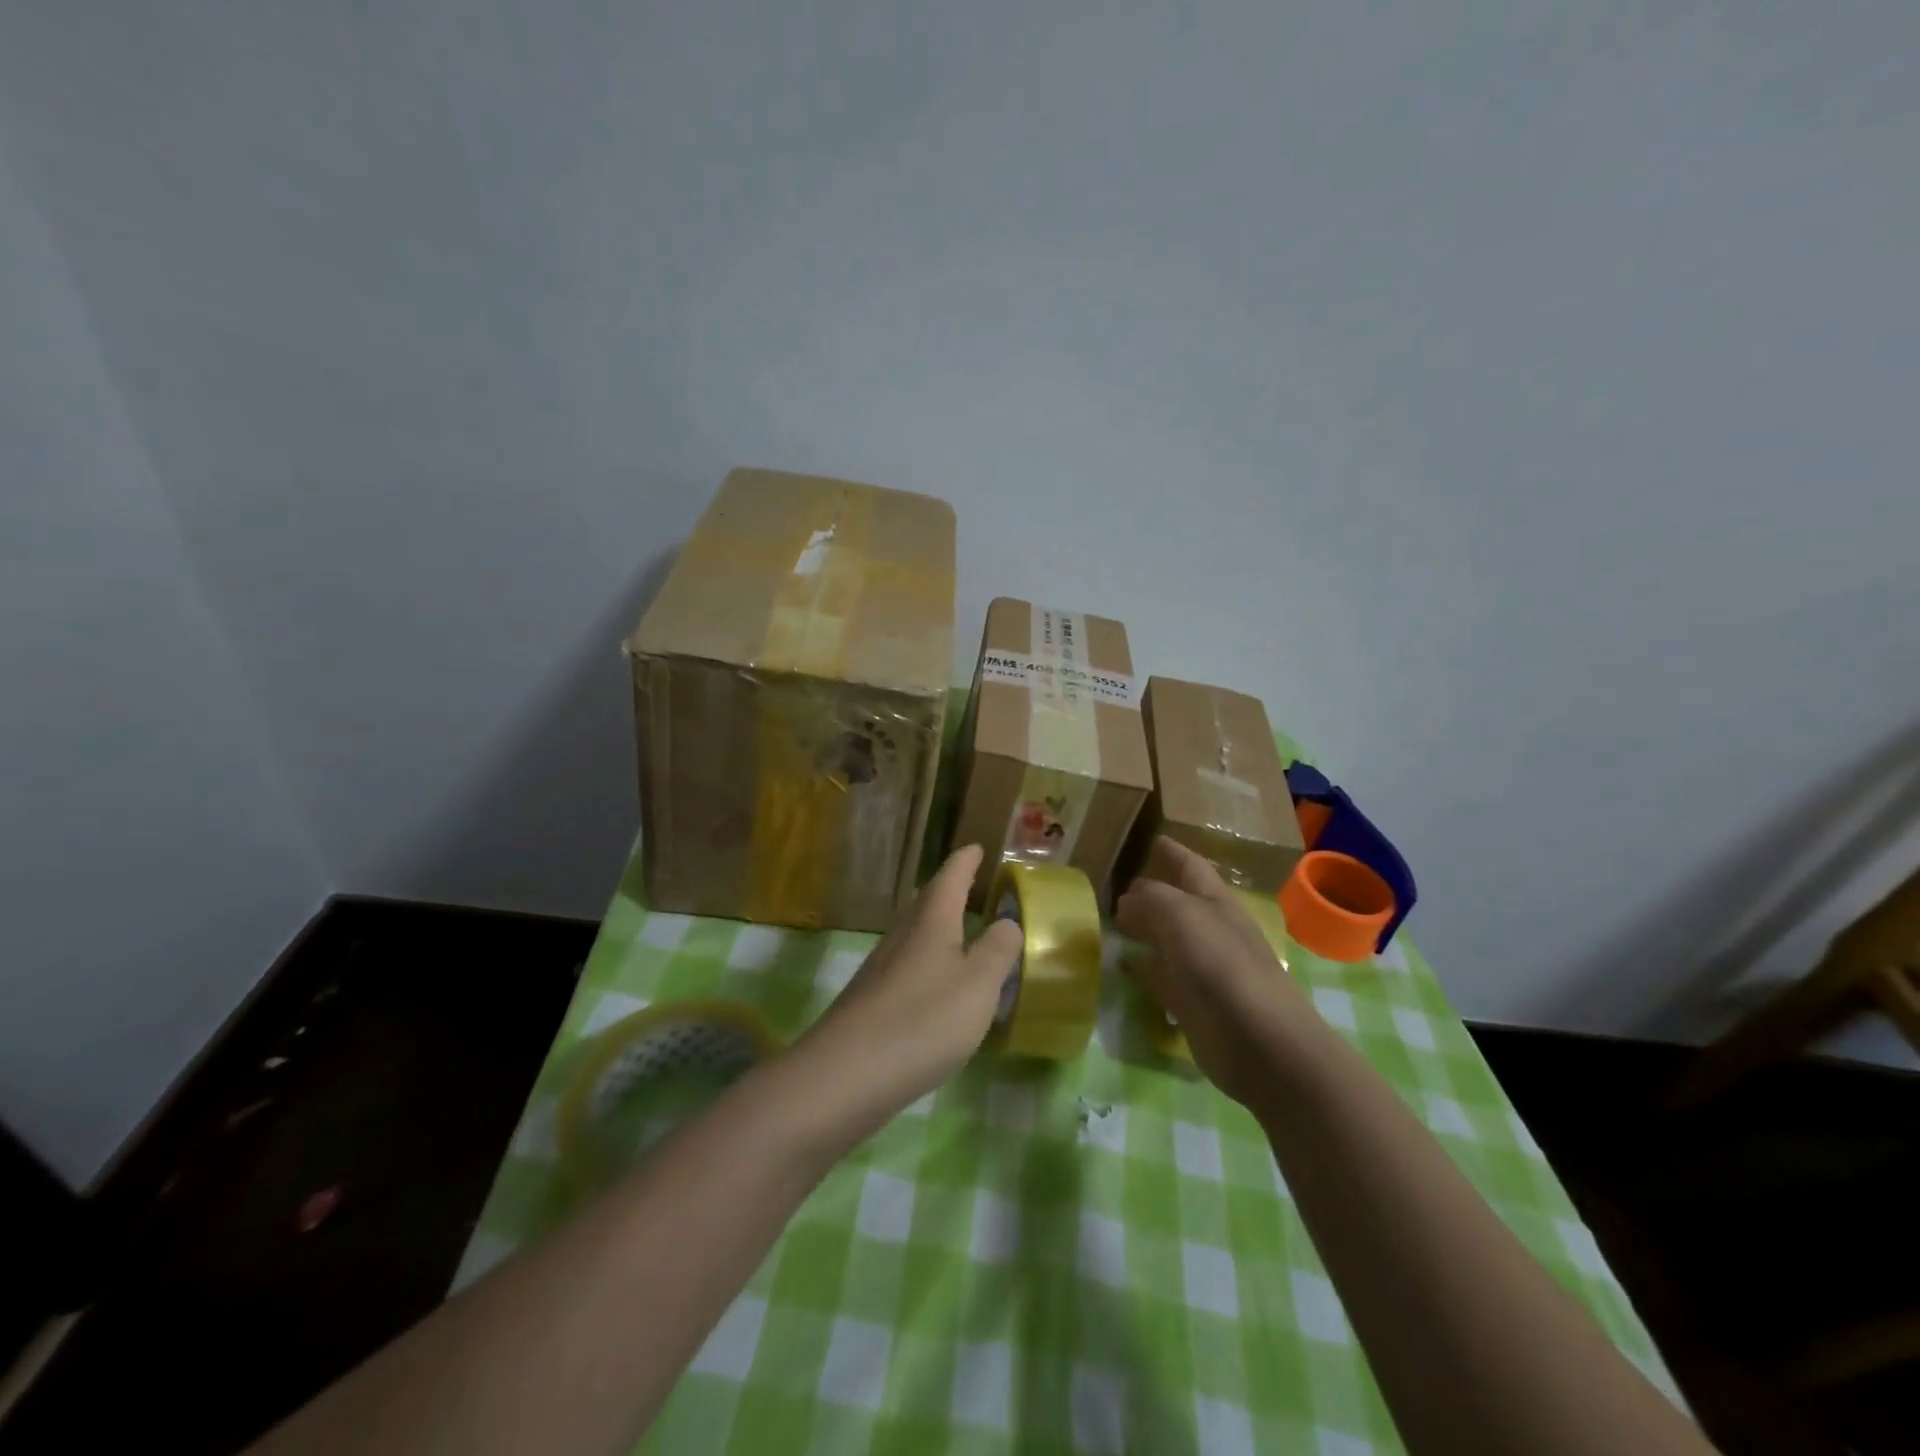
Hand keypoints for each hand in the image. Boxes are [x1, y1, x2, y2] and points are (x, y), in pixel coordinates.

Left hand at [795, 844, 1022, 1131]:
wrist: (846, 1074)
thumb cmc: (924, 1020)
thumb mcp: (978, 985)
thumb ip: (998, 951)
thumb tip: (1006, 921)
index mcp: (931, 922)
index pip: (950, 878)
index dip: (965, 862)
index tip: (976, 847)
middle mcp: (902, 936)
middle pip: (926, 903)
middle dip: (949, 892)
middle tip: (969, 885)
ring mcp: (880, 969)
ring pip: (914, 936)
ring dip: (937, 929)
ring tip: (959, 934)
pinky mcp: (870, 1001)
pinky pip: (906, 968)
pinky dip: (927, 964)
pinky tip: (935, 988)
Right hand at [1115, 837, 1318, 1105]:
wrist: (1258, 1040)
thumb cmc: (1222, 964)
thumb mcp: (1180, 914)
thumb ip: (1150, 899)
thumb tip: (1127, 901)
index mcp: (1215, 901)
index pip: (1191, 867)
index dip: (1173, 853)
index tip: (1154, 839)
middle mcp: (1209, 930)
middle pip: (1176, 903)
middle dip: (1150, 892)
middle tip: (1117, 885)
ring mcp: (1202, 968)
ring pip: (1166, 938)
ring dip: (1143, 928)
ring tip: (1112, 920)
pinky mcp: (1191, 1002)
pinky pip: (1160, 975)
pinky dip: (1142, 966)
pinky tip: (1122, 963)